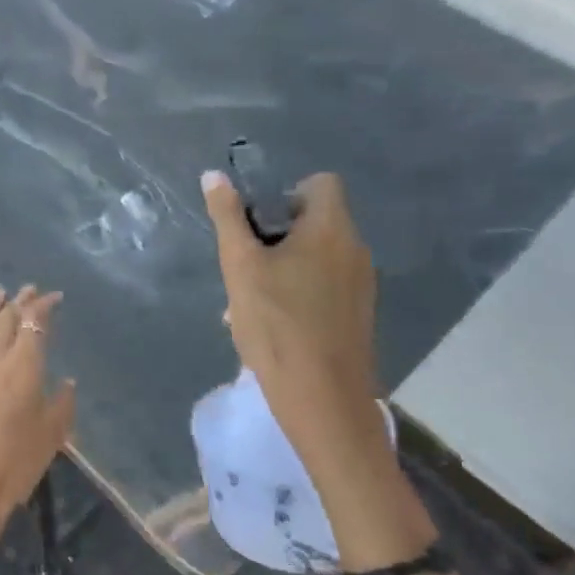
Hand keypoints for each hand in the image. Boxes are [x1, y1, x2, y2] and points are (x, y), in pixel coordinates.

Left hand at [0, 285, 75, 563]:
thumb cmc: (14, 466)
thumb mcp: (51, 437)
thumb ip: (61, 403)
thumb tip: (66, 381)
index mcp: (23, 365)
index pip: (34, 323)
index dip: (43, 306)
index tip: (54, 297)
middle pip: (6, 318)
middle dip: (20, 301)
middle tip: (30, 289)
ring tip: (1, 293)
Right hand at [201, 170, 379, 452]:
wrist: (323, 399)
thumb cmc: (276, 324)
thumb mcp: (240, 266)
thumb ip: (227, 218)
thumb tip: (213, 175)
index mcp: (332, 229)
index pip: (319, 183)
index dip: (285, 193)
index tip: (256, 223)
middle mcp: (355, 249)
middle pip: (315, 220)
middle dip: (275, 235)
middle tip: (244, 266)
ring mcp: (361, 284)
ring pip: (316, 256)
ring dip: (282, 266)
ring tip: (250, 301)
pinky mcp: (357, 314)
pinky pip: (325, 285)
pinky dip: (299, 291)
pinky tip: (272, 324)